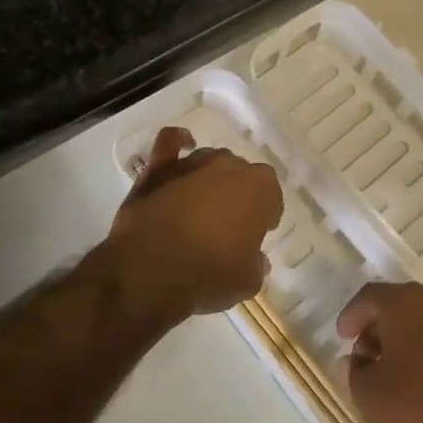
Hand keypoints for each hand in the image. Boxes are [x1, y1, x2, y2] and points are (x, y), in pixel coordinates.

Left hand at [106, 127, 282, 319]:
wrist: (151, 270)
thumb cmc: (209, 275)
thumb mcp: (247, 281)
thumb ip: (256, 264)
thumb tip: (256, 258)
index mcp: (260, 188)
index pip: (271, 196)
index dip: (265, 215)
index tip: (257, 234)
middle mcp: (230, 166)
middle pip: (241, 175)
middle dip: (238, 195)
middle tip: (228, 224)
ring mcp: (194, 162)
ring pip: (210, 162)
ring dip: (210, 178)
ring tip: (201, 205)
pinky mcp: (160, 166)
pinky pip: (171, 142)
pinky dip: (178, 141)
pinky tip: (182, 145)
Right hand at [337, 281, 422, 422]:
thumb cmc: (416, 413)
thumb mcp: (368, 396)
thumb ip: (355, 371)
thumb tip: (356, 360)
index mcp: (409, 304)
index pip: (371, 296)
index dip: (352, 315)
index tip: (343, 338)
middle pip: (403, 305)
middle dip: (382, 327)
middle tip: (367, 354)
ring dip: (410, 339)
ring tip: (396, 370)